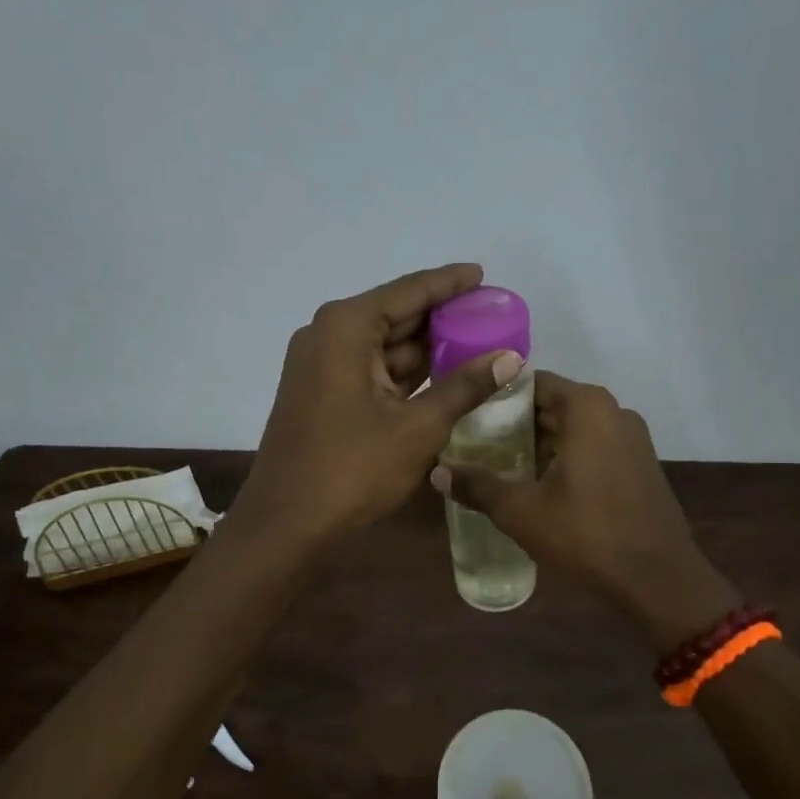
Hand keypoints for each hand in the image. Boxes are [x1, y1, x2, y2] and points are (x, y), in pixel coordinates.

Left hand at [235, 264, 522, 547]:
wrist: (288, 524)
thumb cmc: (352, 469)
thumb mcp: (418, 427)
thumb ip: (465, 387)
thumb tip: (511, 358)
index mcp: (347, 327)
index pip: (409, 291)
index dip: (449, 283)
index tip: (483, 274)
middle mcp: (329, 335)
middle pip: (396, 315)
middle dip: (443, 318)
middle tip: (491, 315)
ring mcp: (322, 366)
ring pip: (386, 346)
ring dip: (428, 348)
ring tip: (479, 344)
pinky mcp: (324, 394)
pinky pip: (374, 371)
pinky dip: (408, 373)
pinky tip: (445, 376)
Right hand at [431, 371, 739, 647]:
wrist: (658, 578)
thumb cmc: (586, 534)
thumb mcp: (521, 511)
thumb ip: (478, 486)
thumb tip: (438, 473)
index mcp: (587, 407)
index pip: (531, 383)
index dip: (496, 397)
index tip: (468, 414)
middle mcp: (613, 411)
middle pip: (553, 404)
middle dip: (515, 422)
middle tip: (476, 442)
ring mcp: (632, 437)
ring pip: (574, 427)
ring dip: (541, 443)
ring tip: (501, 464)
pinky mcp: (640, 463)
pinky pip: (594, 446)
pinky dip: (567, 456)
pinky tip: (541, 484)